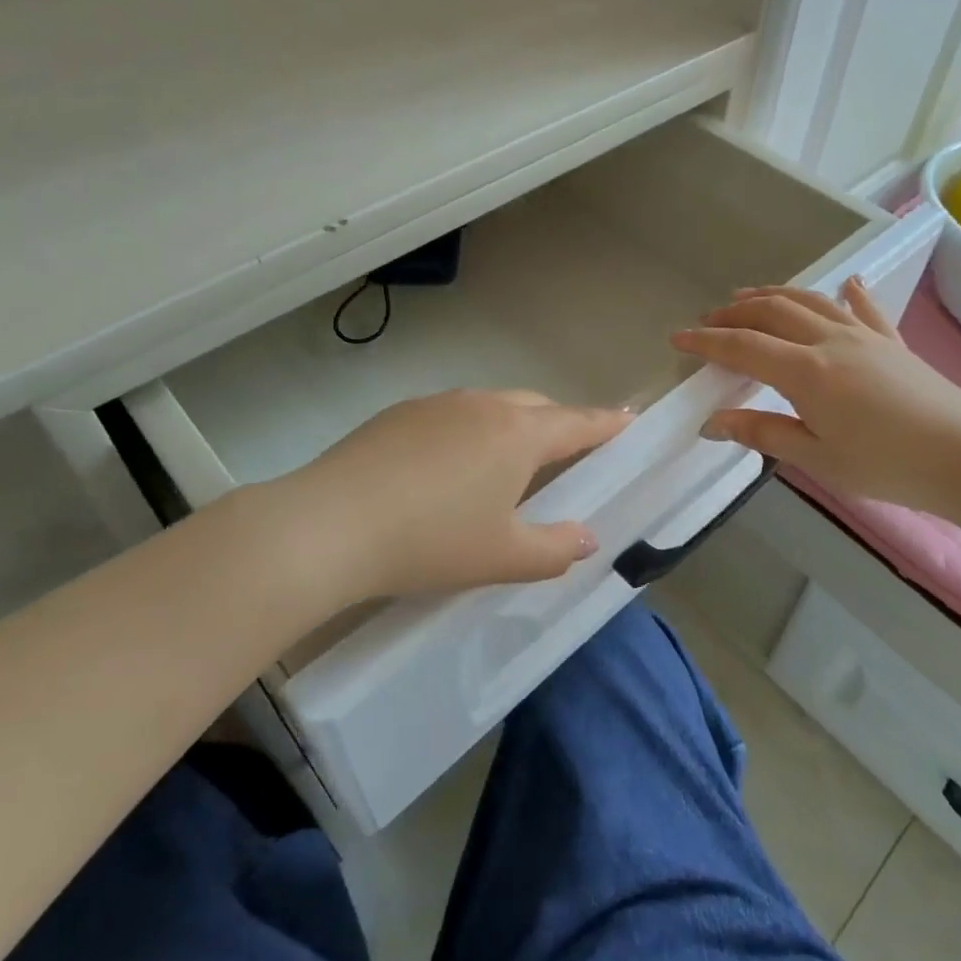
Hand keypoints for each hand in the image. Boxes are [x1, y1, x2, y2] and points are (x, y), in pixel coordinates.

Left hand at [271, 389, 631, 605]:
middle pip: (536, 407)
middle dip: (559, 426)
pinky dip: (469, 432)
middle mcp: (484, 405)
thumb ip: (555, 548)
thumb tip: (586, 537)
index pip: (578, 423)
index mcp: (518, 434)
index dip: (606, 425)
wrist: (332, 524)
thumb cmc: (432, 541)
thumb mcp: (503, 557)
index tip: (628, 420)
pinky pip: (453, 414)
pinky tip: (446, 469)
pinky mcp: (400, 411)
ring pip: (492, 406)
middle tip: (567, 456)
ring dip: (511, 427)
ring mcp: (438, 403)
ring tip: (504, 466)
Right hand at [671, 276, 960, 520]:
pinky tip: (844, 283)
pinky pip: (864, 309)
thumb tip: (712, 421)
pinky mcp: (893, 342)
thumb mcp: (817, 458)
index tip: (677, 338)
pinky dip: (848, 293)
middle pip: (772, 313)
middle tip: (708, 319)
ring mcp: (864, 336)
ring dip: (774, 295)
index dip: (706, 342)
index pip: (743, 347)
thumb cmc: (887, 465)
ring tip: (749, 296)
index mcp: (806, 371)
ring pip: (810, 301)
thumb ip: (762, 432)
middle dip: (734, 313)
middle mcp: (829, 341)